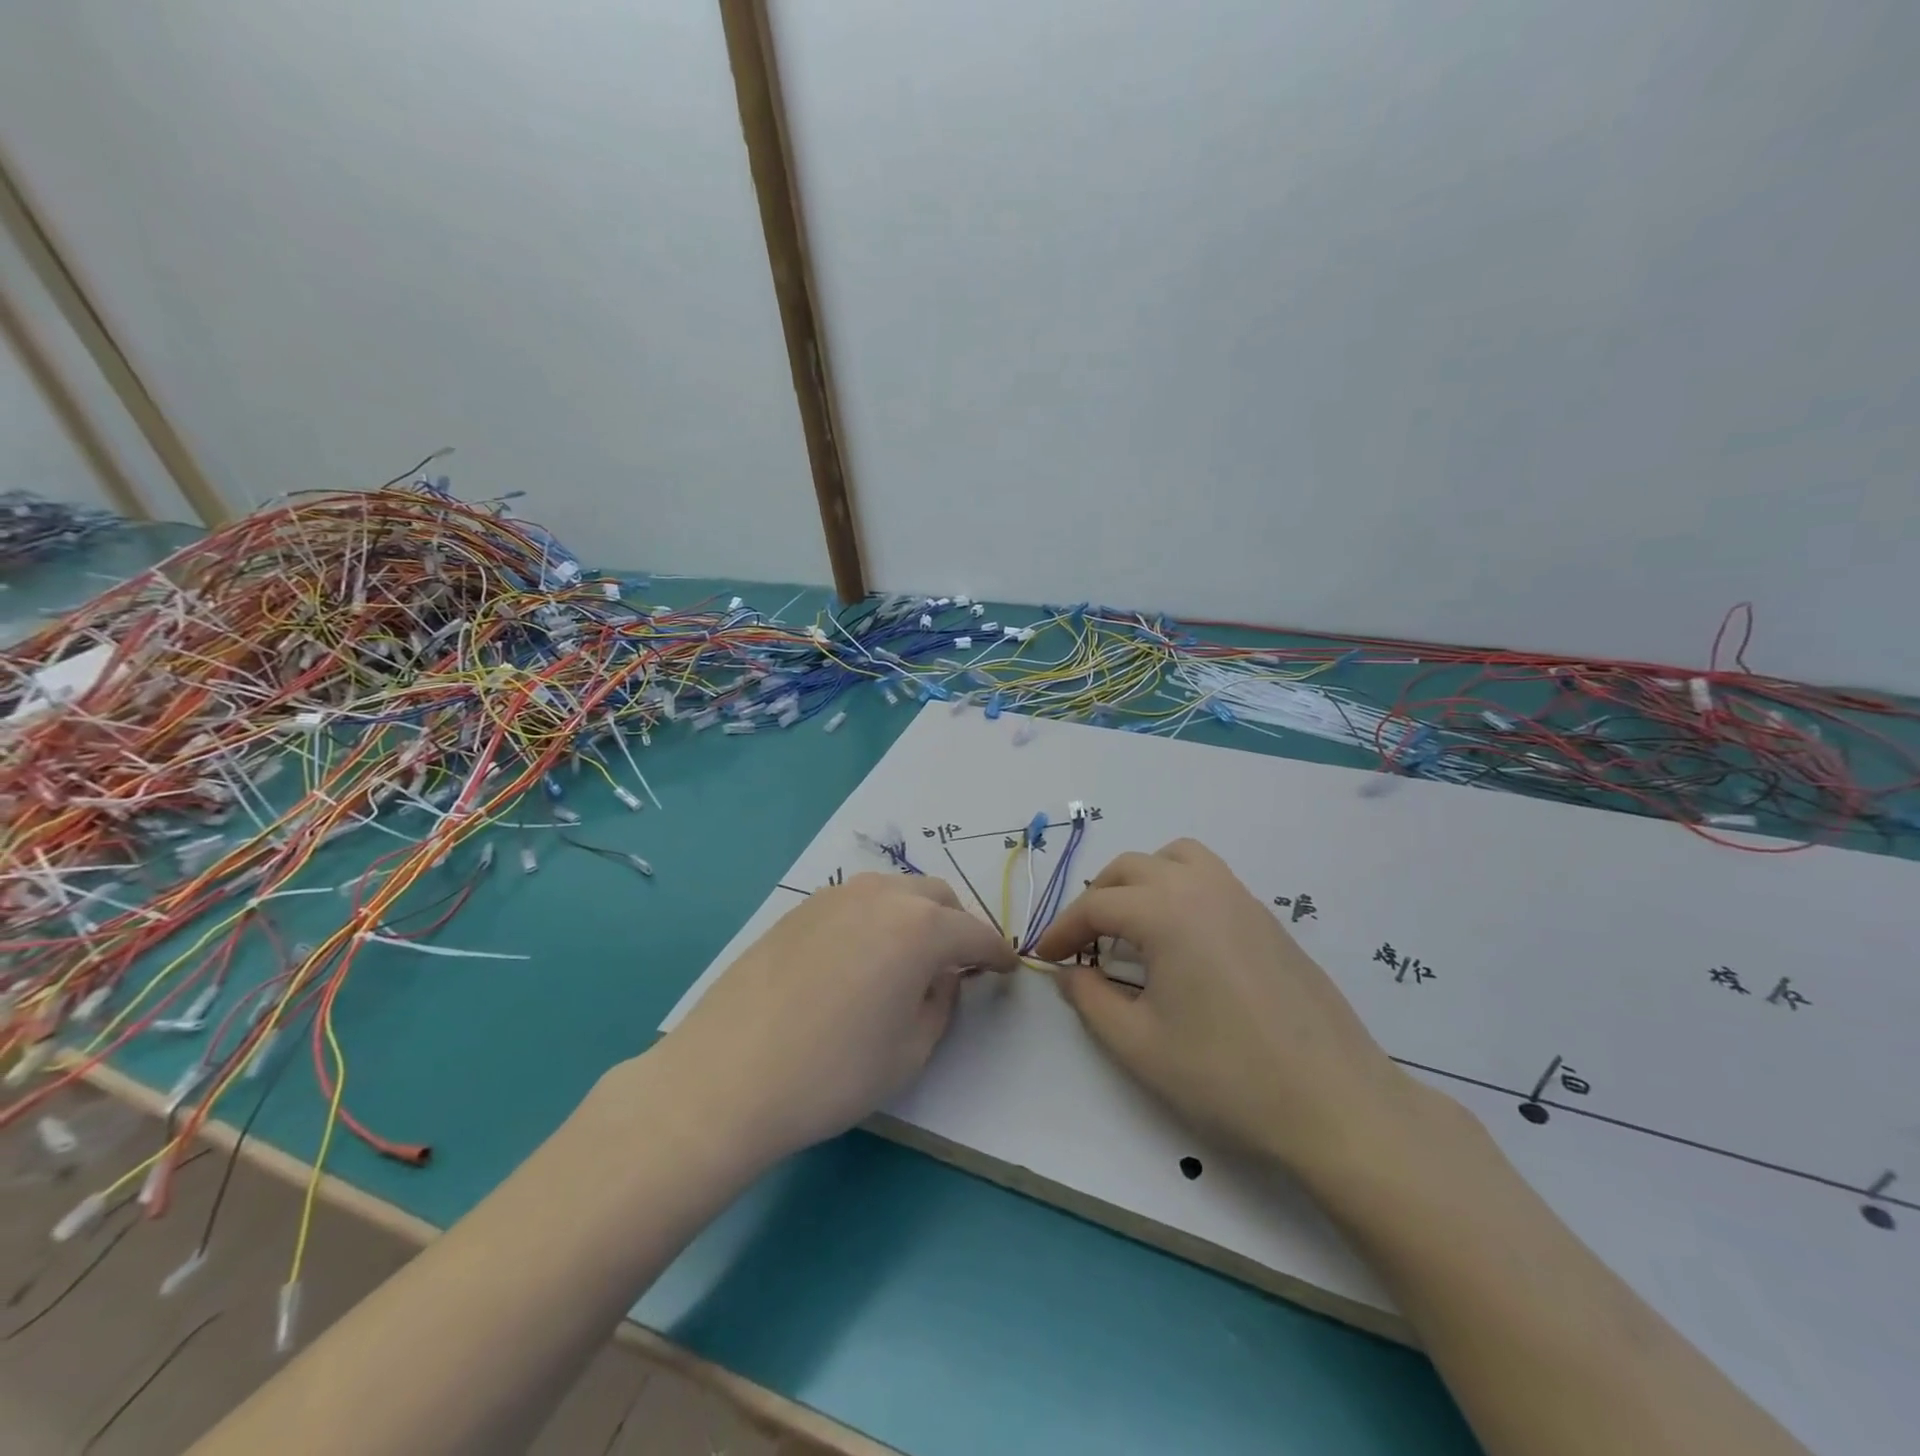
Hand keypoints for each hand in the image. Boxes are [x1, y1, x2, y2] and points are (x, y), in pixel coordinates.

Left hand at [656, 873, 1015, 1166]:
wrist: (727, 1076)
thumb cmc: (832, 1073)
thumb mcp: (910, 1051)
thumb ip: (941, 1004)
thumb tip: (942, 977)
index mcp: (919, 927)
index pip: (974, 933)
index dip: (996, 952)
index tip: (1006, 968)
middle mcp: (880, 897)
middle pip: (936, 898)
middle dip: (957, 926)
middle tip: (958, 964)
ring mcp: (835, 897)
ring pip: (894, 893)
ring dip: (916, 916)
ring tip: (910, 958)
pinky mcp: (799, 909)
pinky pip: (856, 903)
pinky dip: (877, 920)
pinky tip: (861, 958)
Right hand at [1032, 838, 1415, 1183]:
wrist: (1336, 1103)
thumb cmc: (1227, 1076)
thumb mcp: (1139, 1045)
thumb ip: (1090, 1000)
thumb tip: (1070, 972)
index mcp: (1166, 912)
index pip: (1096, 905)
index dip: (1062, 929)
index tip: (1045, 957)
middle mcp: (1202, 888)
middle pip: (1131, 868)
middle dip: (1096, 899)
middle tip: (1082, 943)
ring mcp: (1241, 898)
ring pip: (1176, 859)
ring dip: (1141, 881)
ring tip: (1131, 926)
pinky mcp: (1267, 918)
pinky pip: (1209, 878)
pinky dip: (1178, 889)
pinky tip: (1181, 942)